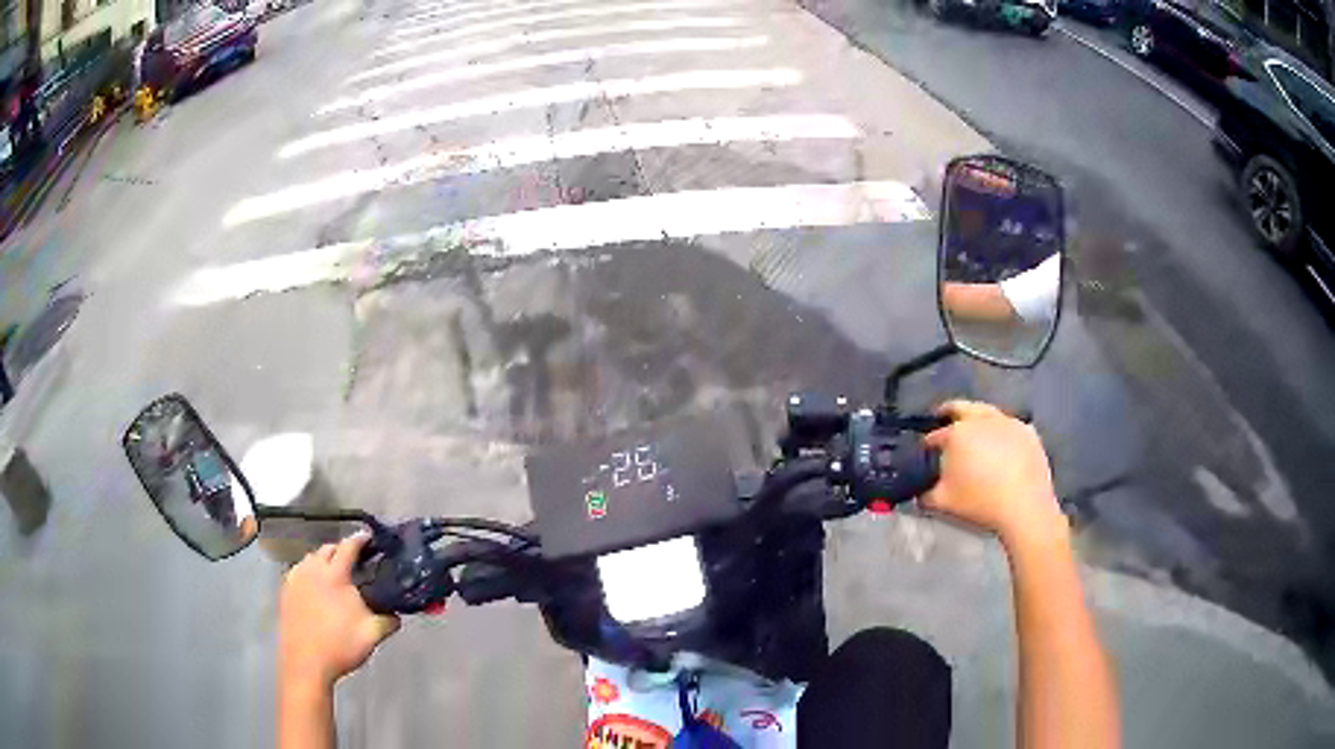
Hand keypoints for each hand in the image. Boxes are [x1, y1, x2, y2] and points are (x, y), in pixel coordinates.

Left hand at [279, 534, 400, 691]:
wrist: (306, 662)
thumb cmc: (340, 646)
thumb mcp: (372, 635)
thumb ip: (388, 621)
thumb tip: (397, 615)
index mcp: (335, 576)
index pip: (348, 547)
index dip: (360, 539)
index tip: (369, 537)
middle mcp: (313, 570)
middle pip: (327, 548)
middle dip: (341, 549)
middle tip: (353, 559)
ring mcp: (296, 579)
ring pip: (310, 558)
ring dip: (323, 559)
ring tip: (334, 571)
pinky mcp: (286, 591)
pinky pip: (298, 571)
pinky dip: (309, 571)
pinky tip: (315, 586)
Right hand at [922, 400, 1065, 548]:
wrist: (1024, 507)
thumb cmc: (980, 502)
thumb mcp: (943, 503)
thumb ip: (925, 494)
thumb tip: (920, 492)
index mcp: (957, 433)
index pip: (935, 435)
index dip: (926, 444)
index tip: (924, 452)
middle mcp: (982, 420)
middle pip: (961, 408)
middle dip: (948, 412)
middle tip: (942, 418)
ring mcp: (1008, 422)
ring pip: (987, 412)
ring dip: (977, 419)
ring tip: (974, 433)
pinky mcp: (1028, 432)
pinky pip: (1009, 426)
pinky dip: (1001, 431)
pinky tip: (1002, 445)